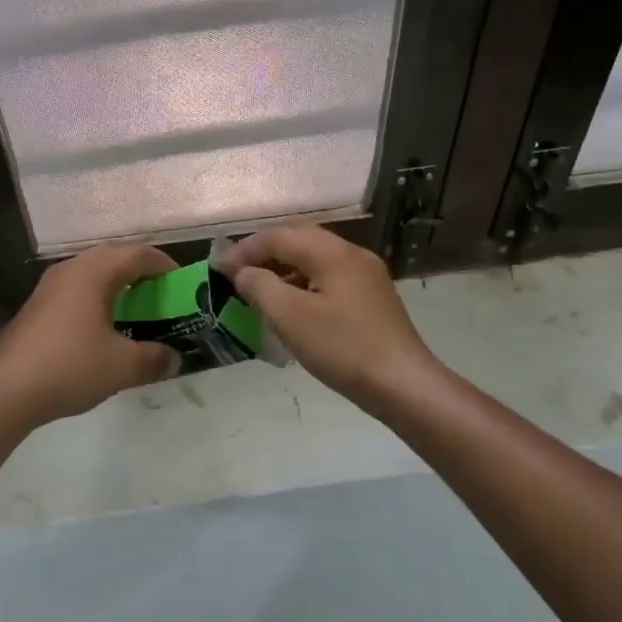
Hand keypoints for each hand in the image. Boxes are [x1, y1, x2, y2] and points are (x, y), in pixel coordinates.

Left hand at [0, 244, 181, 424]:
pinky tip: (102, 331)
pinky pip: (77, 291)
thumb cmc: (70, 366)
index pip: (140, 254)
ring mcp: (49, 286)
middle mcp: (71, 268)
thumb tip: (174, 358)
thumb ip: (154, 358)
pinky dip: (97, 301)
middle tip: (162, 299)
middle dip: (142, 276)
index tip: (184, 286)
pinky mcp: (37, 306)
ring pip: (93, 275)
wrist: (5, 390)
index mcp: (95, 271)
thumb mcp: (122, 366)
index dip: (166, 266)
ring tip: (136, 314)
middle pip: (115, 259)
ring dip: (117, 288)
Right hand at [217, 225, 438, 407]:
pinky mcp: (372, 297)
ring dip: (284, 267)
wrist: (403, 384)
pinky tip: (292, 305)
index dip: (245, 249)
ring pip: (315, 258)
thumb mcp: (290, 317)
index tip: (219, 269)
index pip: (279, 236)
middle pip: (299, 239)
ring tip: (259, 289)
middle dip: (264, 252)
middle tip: (237, 273)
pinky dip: (303, 282)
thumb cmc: (342, 348)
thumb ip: (260, 286)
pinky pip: (329, 276)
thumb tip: (243, 272)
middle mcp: (352, 254)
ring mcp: (366, 275)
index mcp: (332, 252)